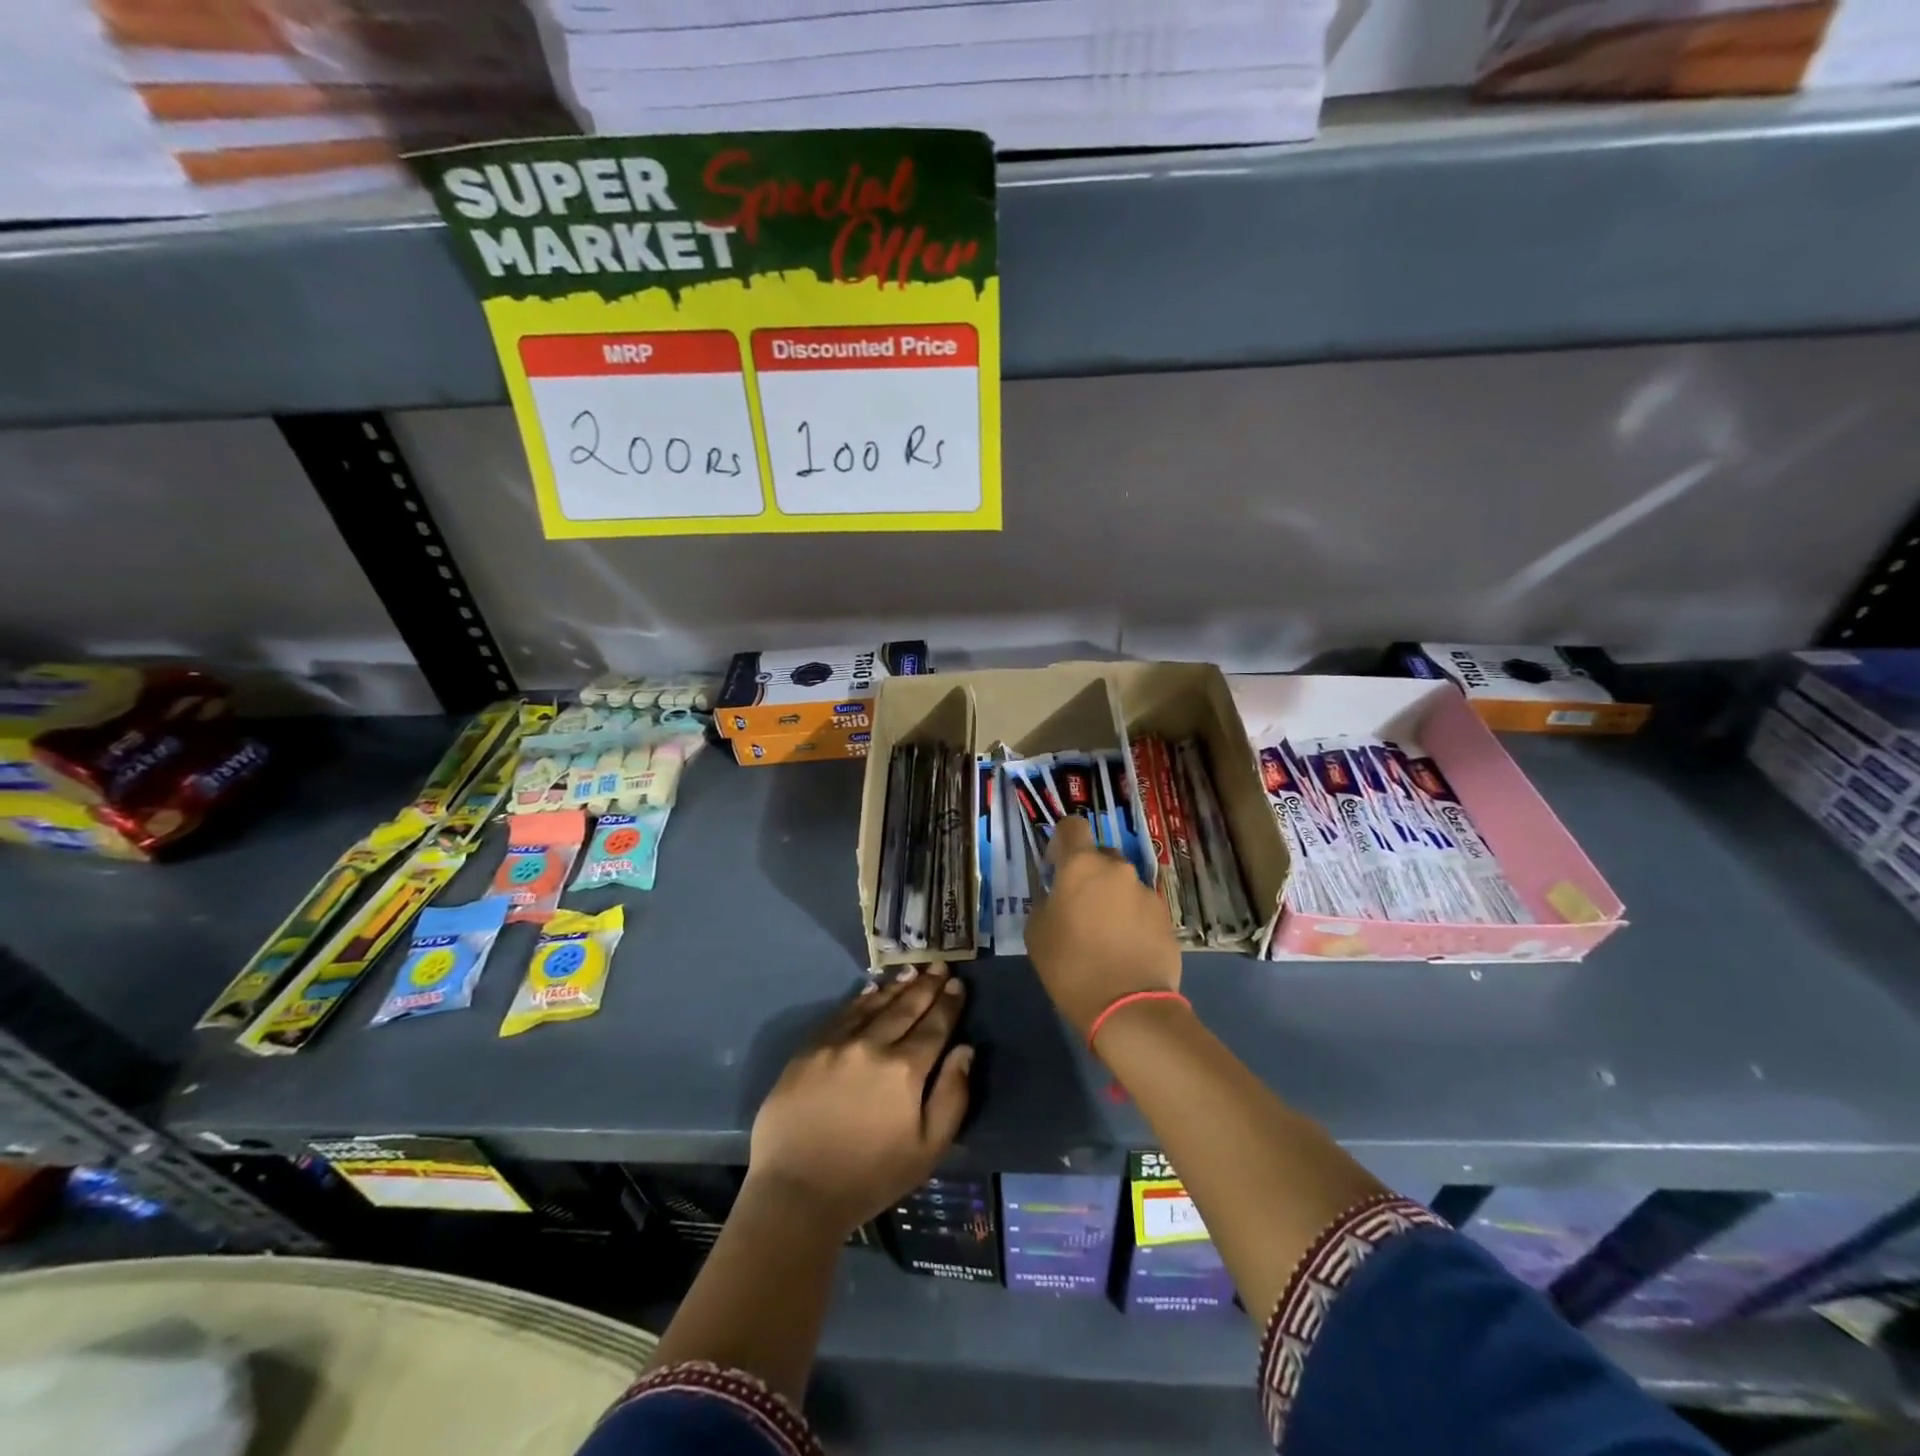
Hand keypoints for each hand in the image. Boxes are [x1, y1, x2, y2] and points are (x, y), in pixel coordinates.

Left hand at [748, 967, 972, 1234]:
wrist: (797, 1192)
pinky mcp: (809, 1049)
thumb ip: (952, 1096)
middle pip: (906, 1008)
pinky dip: (861, 999)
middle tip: (940, 965)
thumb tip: (965, 1050)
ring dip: (896, 987)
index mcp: (905, 1070)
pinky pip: (841, 1014)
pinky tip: (871, 989)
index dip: (948, 1004)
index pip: (934, 1026)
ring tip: (912, 971)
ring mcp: (837, 1044)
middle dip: (926, 986)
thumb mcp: (927, 1149)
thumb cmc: (870, 1177)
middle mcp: (872, 1045)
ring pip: (874, 1005)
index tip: (958, 985)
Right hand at [1026, 815, 1181, 1037]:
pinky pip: (1142, 907)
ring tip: (1106, 935)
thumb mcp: (1037, 932)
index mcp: (1081, 865)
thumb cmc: (1070, 966)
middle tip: (1080, 907)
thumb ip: (1046, 902)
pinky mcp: (1166, 916)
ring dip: (1112, 898)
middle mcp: (1118, 869)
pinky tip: (1126, 948)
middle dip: (1089, 874)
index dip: (1061, 841)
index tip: (1055, 867)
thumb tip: (1058, 897)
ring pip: (1123, 884)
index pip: (1072, 827)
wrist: (1128, 1006)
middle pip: (1100, 856)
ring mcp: (1146, 892)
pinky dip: (1132, 919)